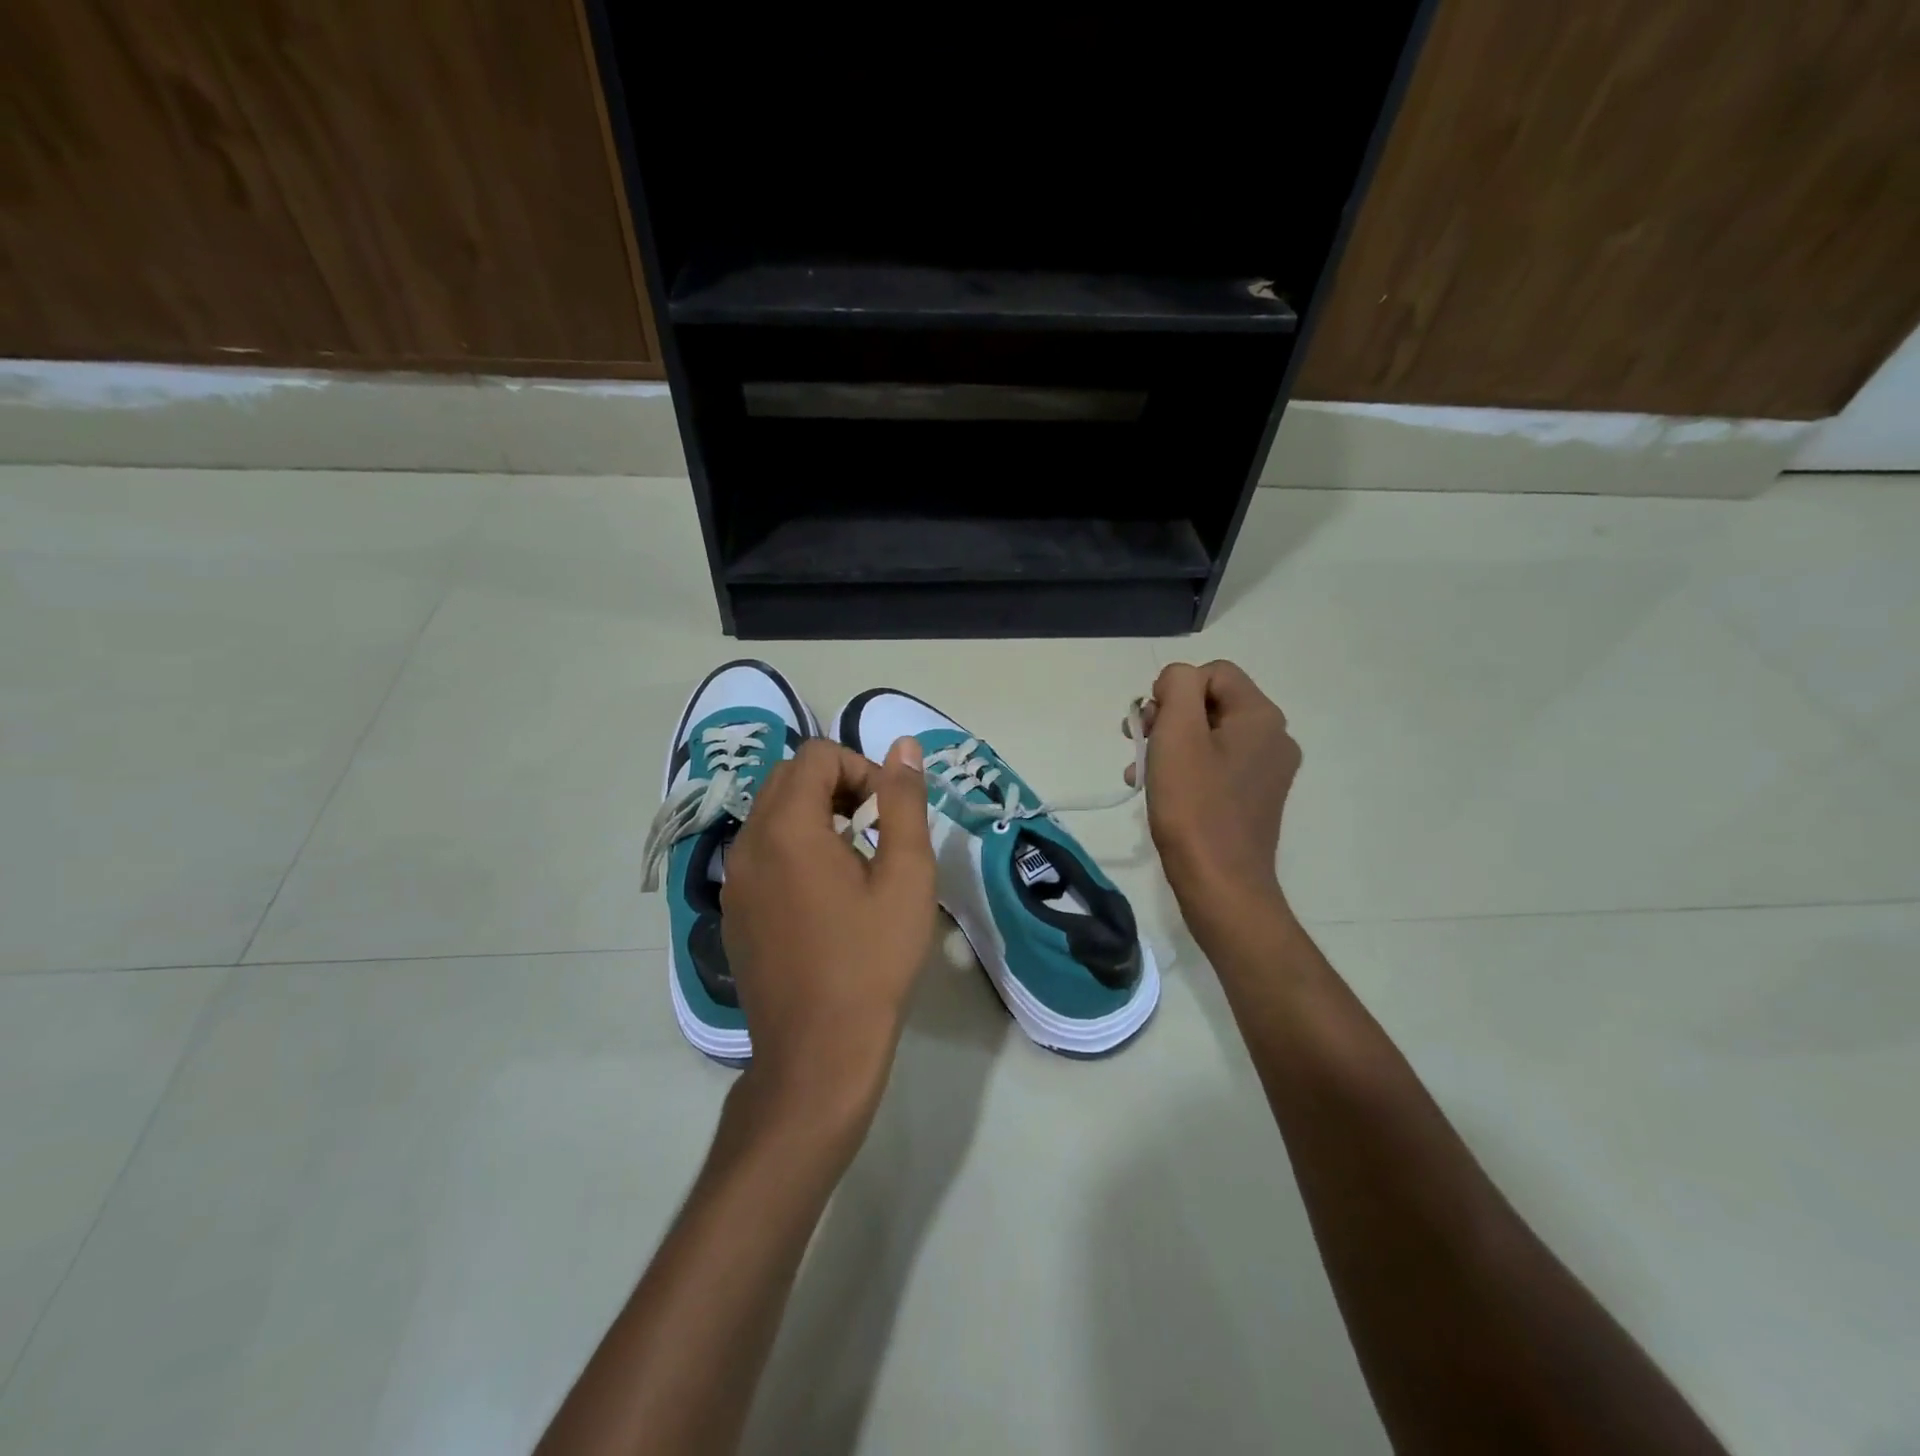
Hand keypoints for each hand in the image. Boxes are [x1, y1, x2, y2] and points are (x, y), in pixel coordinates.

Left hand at [720, 736, 936, 1131]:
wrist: (818, 1052)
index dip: (861, 770)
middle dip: (837, 787)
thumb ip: (903, 801)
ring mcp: (734, 879)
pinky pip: (761, 852)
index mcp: (786, 827)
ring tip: (856, 860)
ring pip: (771, 814)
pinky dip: (794, 848)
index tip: (888, 814)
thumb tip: (904, 747)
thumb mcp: (906, 875)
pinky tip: (826, 895)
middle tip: (876, 830)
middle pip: (789, 778)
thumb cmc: (871, 960)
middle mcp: (748, 842)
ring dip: (815, 816)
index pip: (817, 756)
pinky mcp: (734, 910)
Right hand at [1130, 660, 1299, 933]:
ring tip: (1140, 771)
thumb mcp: (1177, 733)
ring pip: (1208, 735)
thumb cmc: (1194, 806)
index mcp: (1261, 716)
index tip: (1149, 723)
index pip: (1213, 673)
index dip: (1174, 690)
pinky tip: (1158, 790)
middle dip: (1168, 718)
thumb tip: (1178, 681)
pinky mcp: (1253, 797)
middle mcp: (1273, 737)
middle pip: (1211, 703)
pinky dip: (1185, 769)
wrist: (1220, 884)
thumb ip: (1177, 687)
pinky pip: (1215, 765)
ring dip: (1169, 745)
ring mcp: (1266, 770)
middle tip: (1138, 744)